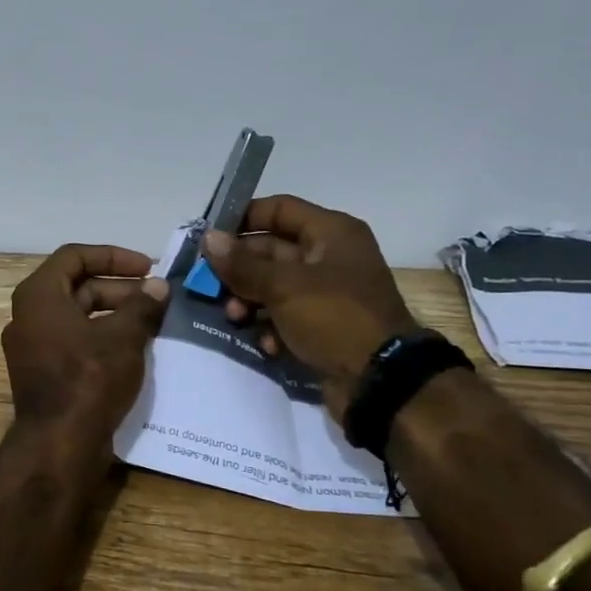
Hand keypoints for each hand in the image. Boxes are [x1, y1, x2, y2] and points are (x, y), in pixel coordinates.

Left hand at [1, 245, 169, 438]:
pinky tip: (134, 348)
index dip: (113, 256)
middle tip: (156, 297)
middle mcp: (28, 315)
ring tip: (152, 322)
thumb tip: (158, 286)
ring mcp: (33, 346)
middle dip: (119, 288)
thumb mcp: (123, 337)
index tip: (147, 267)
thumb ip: (142, 306)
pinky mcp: (42, 372)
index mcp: (39, 295)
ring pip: (77, 316)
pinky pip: (73, 341)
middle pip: (77, 286)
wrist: (59, 444)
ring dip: (114, 313)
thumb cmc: (88, 379)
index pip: (75, 256)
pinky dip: (101, 337)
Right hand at [200, 196, 416, 415]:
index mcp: (331, 233)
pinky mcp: (323, 326)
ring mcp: (327, 294)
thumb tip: (209, 238)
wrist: (381, 382)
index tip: (209, 237)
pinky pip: (285, 317)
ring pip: (273, 286)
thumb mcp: (284, 286)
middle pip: (271, 251)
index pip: (278, 209)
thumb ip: (242, 263)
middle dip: (240, 269)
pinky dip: (270, 327)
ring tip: (235, 317)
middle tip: (210, 286)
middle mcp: (330, 257)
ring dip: (249, 300)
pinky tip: (266, 344)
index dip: (242, 218)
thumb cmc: (334, 318)